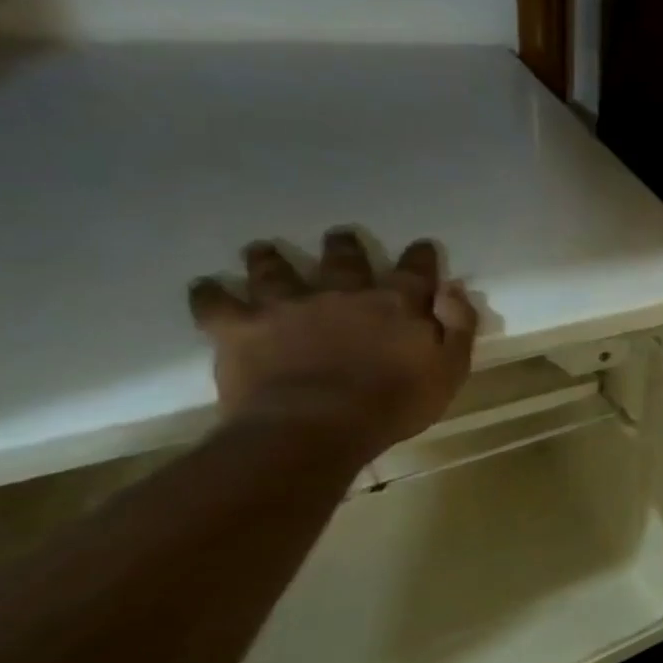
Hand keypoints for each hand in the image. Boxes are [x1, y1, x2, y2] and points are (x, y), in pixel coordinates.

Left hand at [188, 230, 477, 458]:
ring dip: (271, 259)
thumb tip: (451, 288)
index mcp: (397, 303)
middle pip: (344, 260)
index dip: (420, 257)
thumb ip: (457, 325)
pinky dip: (210, 294)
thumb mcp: (449, 368)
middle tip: (339, 235)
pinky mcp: (242, 328)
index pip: (415, 270)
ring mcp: (288, 307)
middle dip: (344, 246)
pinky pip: (217, 304)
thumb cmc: (394, 403)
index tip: (421, 247)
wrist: (315, 427)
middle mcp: (342, 294)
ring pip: (277, 272)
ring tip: (263, 249)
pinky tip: (205, 287)